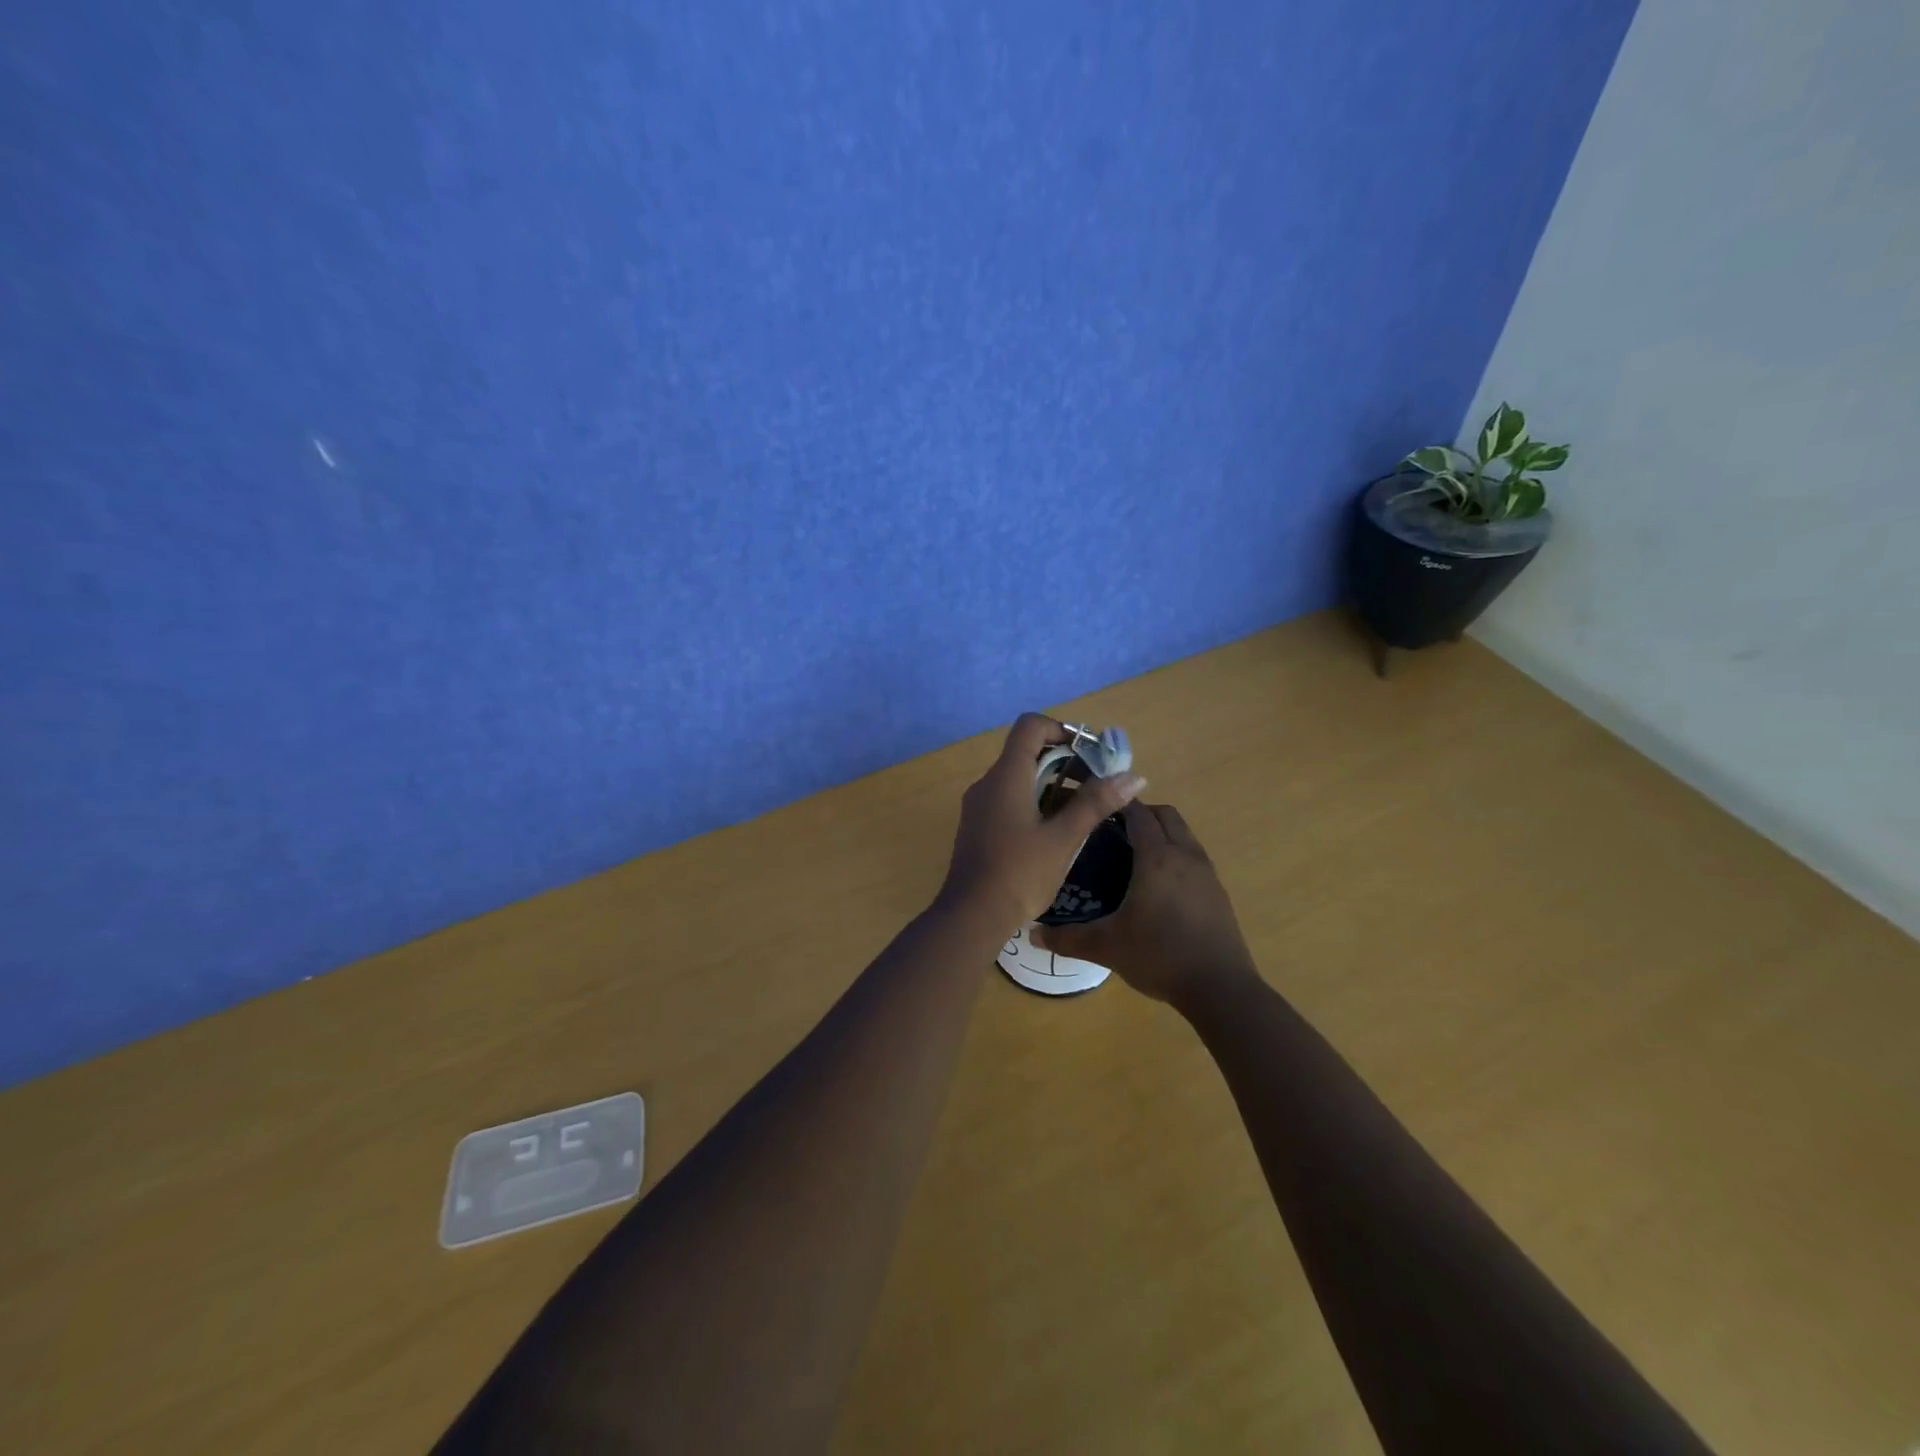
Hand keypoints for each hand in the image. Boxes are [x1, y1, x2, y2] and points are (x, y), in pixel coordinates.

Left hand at [940, 713, 1146, 927]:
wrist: (971, 916)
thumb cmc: (1019, 873)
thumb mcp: (1063, 839)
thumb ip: (1096, 804)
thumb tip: (1133, 776)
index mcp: (1006, 776)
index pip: (1031, 726)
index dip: (1062, 729)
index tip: (1090, 753)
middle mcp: (988, 783)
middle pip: (1027, 753)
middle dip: (1066, 763)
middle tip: (1098, 786)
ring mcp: (980, 806)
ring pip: (1020, 779)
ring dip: (1053, 786)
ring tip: (1085, 811)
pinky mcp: (979, 827)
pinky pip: (1010, 800)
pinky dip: (1036, 804)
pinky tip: (1058, 832)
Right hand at [1034, 800, 1257, 1005]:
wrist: (1220, 988)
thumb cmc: (1160, 956)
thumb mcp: (1106, 947)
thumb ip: (1067, 938)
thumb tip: (1032, 934)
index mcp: (1156, 857)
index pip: (1137, 812)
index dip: (1116, 804)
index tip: (1093, 809)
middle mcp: (1184, 854)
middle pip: (1165, 815)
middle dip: (1140, 813)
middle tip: (1111, 831)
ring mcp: (1206, 872)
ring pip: (1183, 834)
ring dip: (1161, 832)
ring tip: (1133, 855)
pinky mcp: (1218, 892)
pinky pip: (1194, 856)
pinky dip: (1175, 854)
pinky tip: (1159, 885)